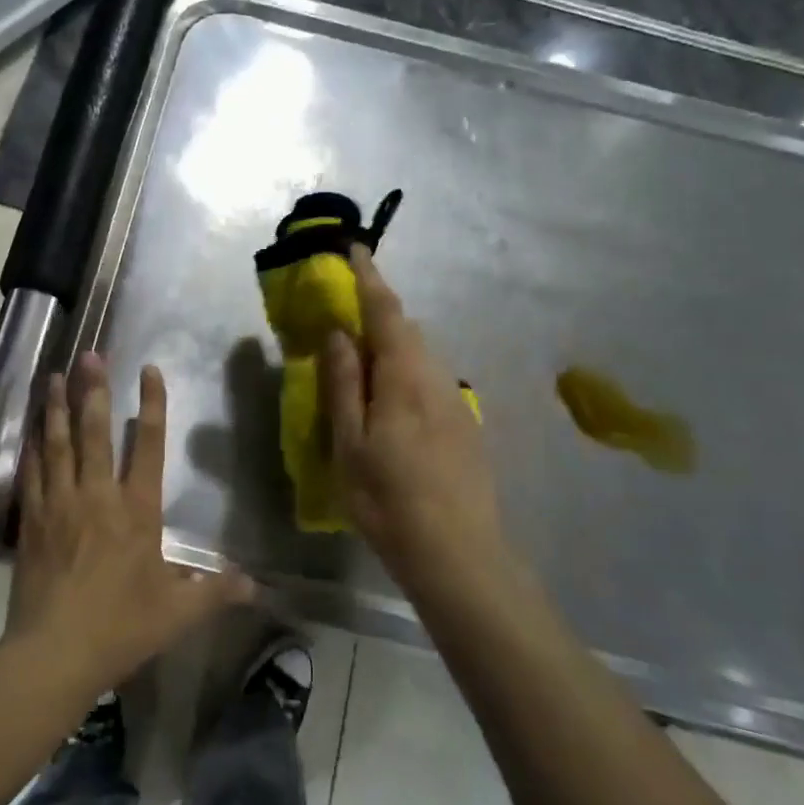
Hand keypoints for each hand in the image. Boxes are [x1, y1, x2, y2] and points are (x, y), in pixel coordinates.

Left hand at [5, 352, 255, 692]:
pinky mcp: (31, 521)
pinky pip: (31, 474)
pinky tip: (30, 430)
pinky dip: (31, 448)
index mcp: (136, 510)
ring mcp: (59, 505)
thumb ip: (216, 592)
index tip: (148, 371)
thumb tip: (257, 586)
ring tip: (52, 376)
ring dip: (56, 408)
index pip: (147, 446)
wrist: (54, 653)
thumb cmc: (121, 627)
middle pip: (94, 432)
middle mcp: (97, 496)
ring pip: (58, 444)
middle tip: (89, 355)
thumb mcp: (178, 613)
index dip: (150, 405)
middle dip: (92, 390)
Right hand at [323, 247, 517, 601]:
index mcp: (405, 378)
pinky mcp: (465, 425)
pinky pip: (430, 379)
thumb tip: (338, 333)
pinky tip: (390, 403)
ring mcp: (456, 402)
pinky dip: (405, 371)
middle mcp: (437, 378)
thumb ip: (344, 384)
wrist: (460, 556)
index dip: (369, 278)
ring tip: (361, 363)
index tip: (355, 248)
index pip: (386, 312)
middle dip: (377, 312)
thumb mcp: (350, 444)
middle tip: (344, 315)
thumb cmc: (389, 501)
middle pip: (406, 330)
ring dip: (391, 344)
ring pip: (420, 355)